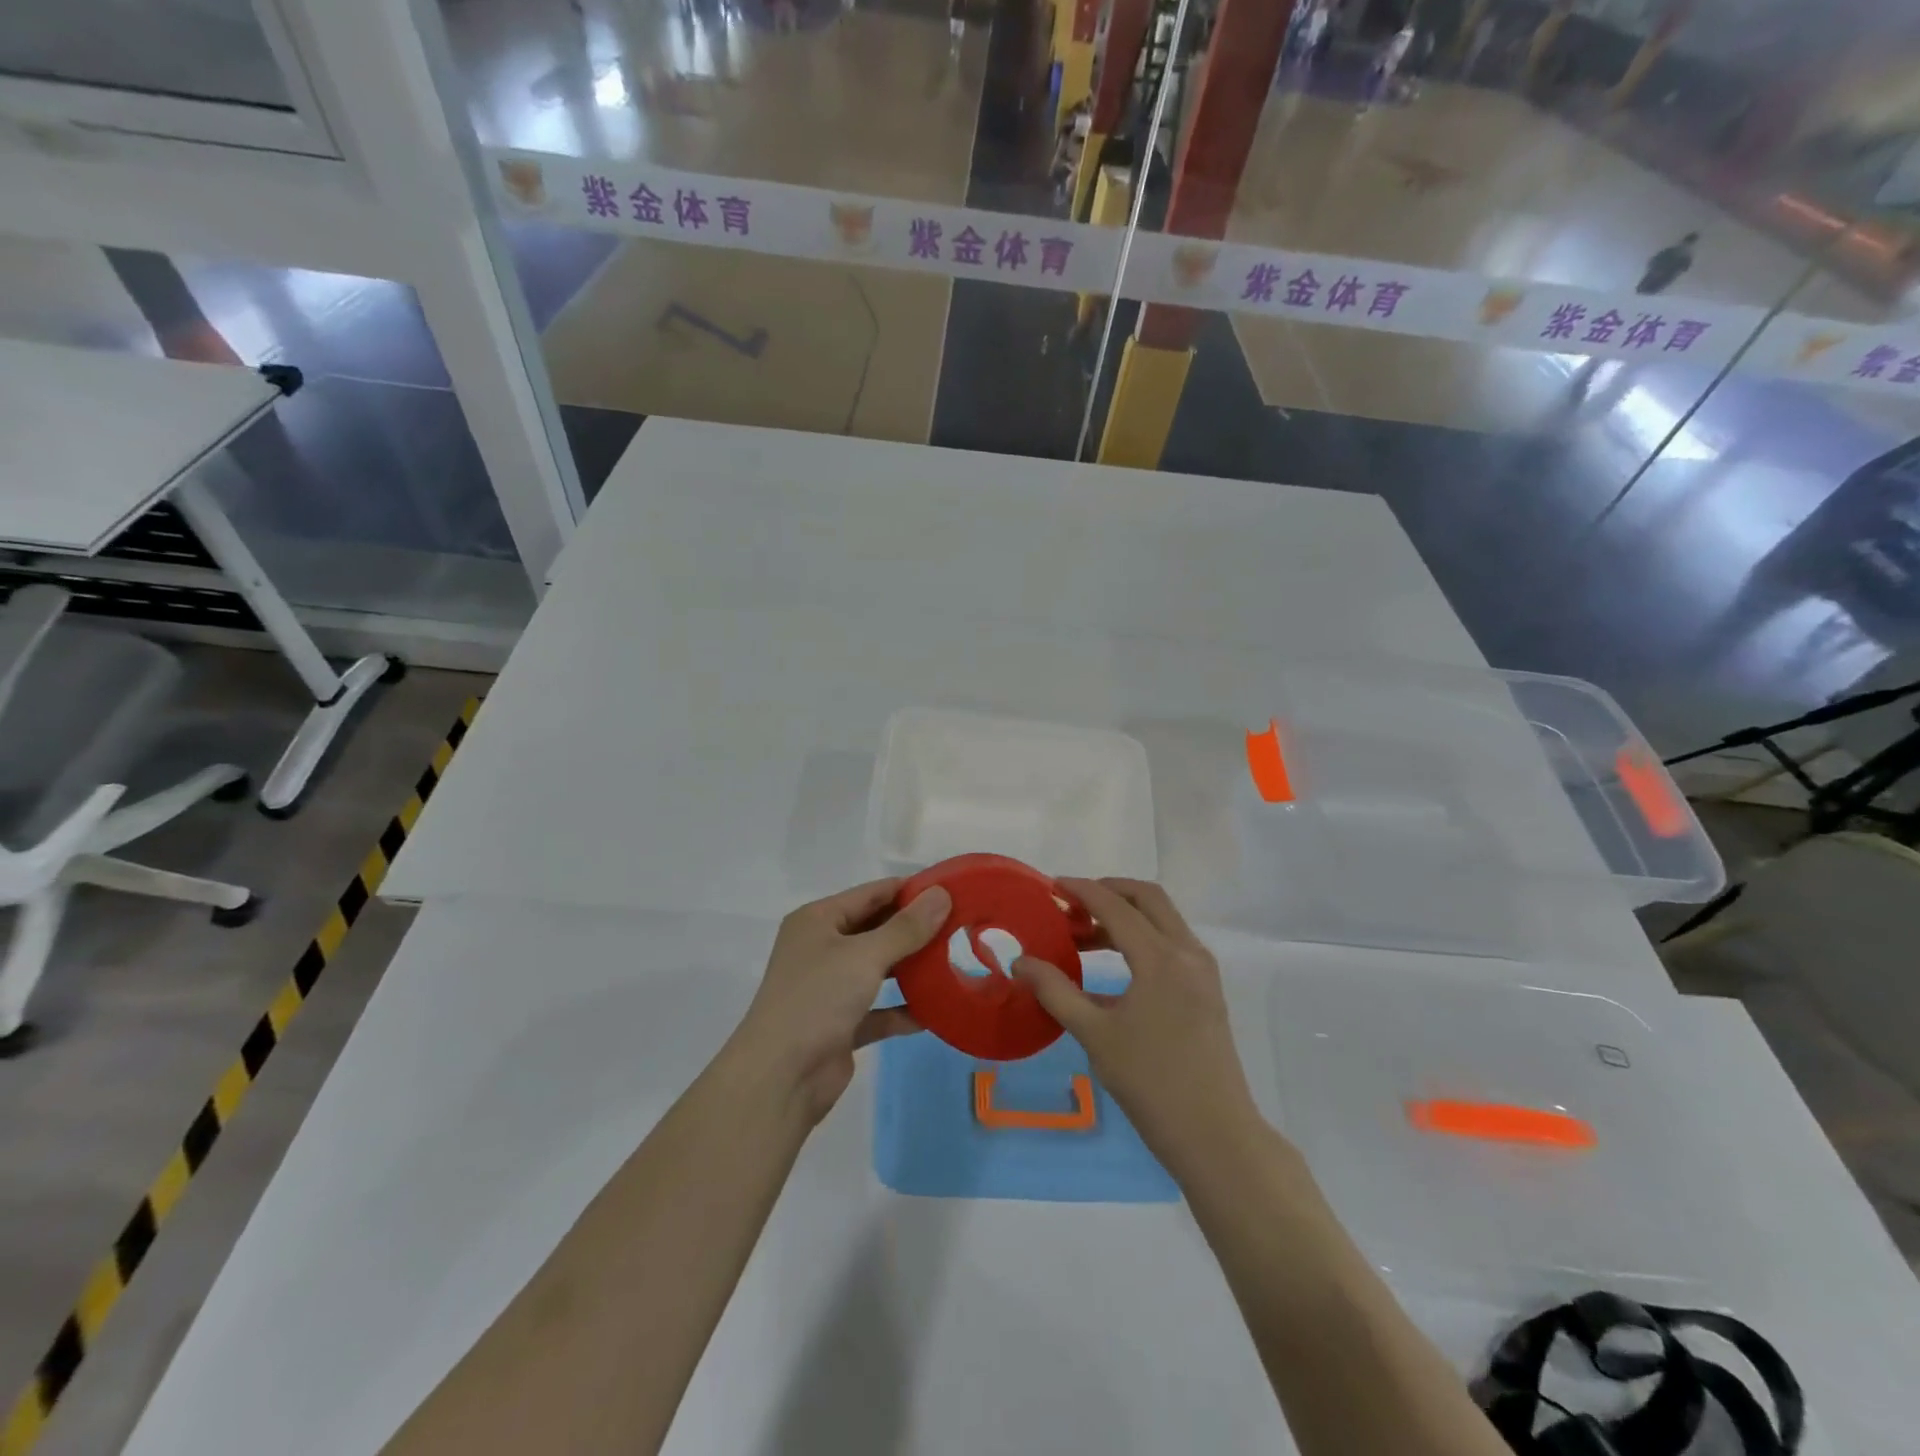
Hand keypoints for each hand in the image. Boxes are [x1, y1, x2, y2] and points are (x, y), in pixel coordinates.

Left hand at [730, 879, 950, 1122]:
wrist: (780, 1078)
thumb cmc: (817, 999)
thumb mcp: (865, 956)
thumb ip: (906, 927)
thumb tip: (942, 894)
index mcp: (817, 921)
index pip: (870, 893)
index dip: (909, 889)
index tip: (951, 889)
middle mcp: (821, 949)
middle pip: (875, 929)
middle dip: (914, 928)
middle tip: (960, 924)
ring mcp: (830, 988)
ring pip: (878, 969)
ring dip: (911, 967)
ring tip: (953, 960)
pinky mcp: (840, 1025)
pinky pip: (879, 1010)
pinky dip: (903, 1009)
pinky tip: (936, 1010)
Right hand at [1014, 878, 1260, 1173]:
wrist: (1215, 1135)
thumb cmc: (1151, 1083)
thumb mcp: (1095, 1035)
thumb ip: (1055, 991)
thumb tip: (1020, 962)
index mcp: (1160, 958)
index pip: (1115, 906)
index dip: (1081, 891)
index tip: (1051, 887)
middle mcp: (1187, 952)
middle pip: (1148, 898)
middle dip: (1109, 891)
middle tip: (1072, 906)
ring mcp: (1202, 970)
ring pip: (1162, 919)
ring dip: (1125, 916)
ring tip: (1083, 937)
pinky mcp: (1207, 989)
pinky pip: (1172, 942)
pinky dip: (1142, 937)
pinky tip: (1113, 966)